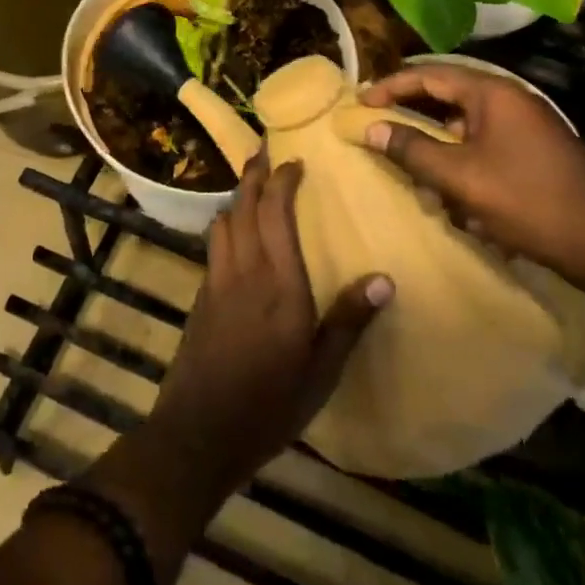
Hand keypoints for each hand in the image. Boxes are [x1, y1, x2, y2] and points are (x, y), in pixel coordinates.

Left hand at [148, 151, 392, 494]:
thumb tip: (385, 278)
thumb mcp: (322, 371)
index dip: (282, 180)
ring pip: (223, 222)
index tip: (294, 162)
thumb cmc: (269, 403)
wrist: (199, 432)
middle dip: (252, 174)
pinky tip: (232, 235)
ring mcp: (217, 282)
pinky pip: (213, 246)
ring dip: (236, 198)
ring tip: (249, 187)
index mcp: (279, 283)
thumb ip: (349, 321)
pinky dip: (225, 226)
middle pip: (244, 206)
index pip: (276, 212)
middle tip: (262, 152)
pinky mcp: (201, 298)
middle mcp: (245, 270)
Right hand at [360, 63, 584, 295]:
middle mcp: (509, 100)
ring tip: (420, 181)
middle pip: (446, 98)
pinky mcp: (534, 153)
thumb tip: (370, 127)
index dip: (390, 86)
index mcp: (492, 92)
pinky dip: (464, 168)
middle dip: (413, 121)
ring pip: (464, 128)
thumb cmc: (531, 202)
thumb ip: (413, 150)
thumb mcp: (462, 178)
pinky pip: (485, 149)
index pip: (428, 75)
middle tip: (380, 135)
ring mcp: (525, 126)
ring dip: (439, 152)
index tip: (360, 102)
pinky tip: (460, 205)